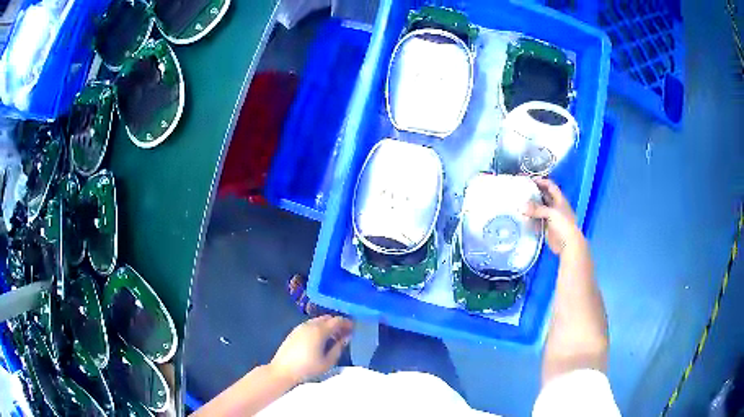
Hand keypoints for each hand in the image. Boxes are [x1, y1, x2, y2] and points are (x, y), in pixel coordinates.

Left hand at [268, 315, 352, 383]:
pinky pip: (310, 324)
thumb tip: (346, 338)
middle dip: (337, 323)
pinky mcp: (294, 331)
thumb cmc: (308, 368)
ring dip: (327, 325)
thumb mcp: (328, 362)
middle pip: (327, 318)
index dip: (347, 323)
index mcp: (320, 330)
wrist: (283, 371)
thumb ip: (339, 348)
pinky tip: (320, 339)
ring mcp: (300, 327)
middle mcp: (310, 325)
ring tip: (333, 337)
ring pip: (318, 320)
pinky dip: (318, 328)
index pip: (337, 320)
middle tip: (345, 333)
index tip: (354, 329)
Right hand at [523, 178, 585, 254]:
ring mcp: (551, 217)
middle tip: (522, 191)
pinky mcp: (547, 227)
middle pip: (544, 196)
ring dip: (531, 206)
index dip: (541, 181)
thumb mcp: (551, 213)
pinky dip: (531, 218)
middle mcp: (555, 207)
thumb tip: (521, 207)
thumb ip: (536, 209)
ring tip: (519, 203)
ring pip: (540, 209)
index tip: (530, 180)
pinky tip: (523, 217)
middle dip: (534, 193)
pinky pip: (537, 220)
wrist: (568, 244)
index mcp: (559, 199)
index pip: (550, 186)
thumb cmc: (563, 224)